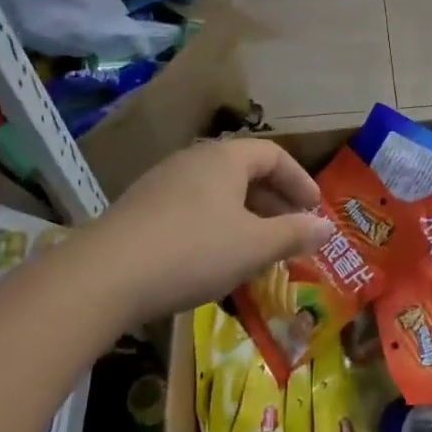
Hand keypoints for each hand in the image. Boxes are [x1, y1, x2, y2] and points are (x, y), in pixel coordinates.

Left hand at [86, 139, 335, 325]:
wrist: (103, 277)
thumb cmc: (193, 251)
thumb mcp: (254, 246)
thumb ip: (294, 233)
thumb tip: (327, 227)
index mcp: (224, 159)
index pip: (274, 155)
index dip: (300, 180)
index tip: (315, 210)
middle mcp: (193, 160)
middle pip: (245, 172)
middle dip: (274, 202)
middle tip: (291, 232)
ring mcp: (161, 184)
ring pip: (217, 193)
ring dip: (245, 217)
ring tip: (256, 250)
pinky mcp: (139, 210)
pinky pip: (191, 209)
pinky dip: (215, 227)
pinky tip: (214, 261)